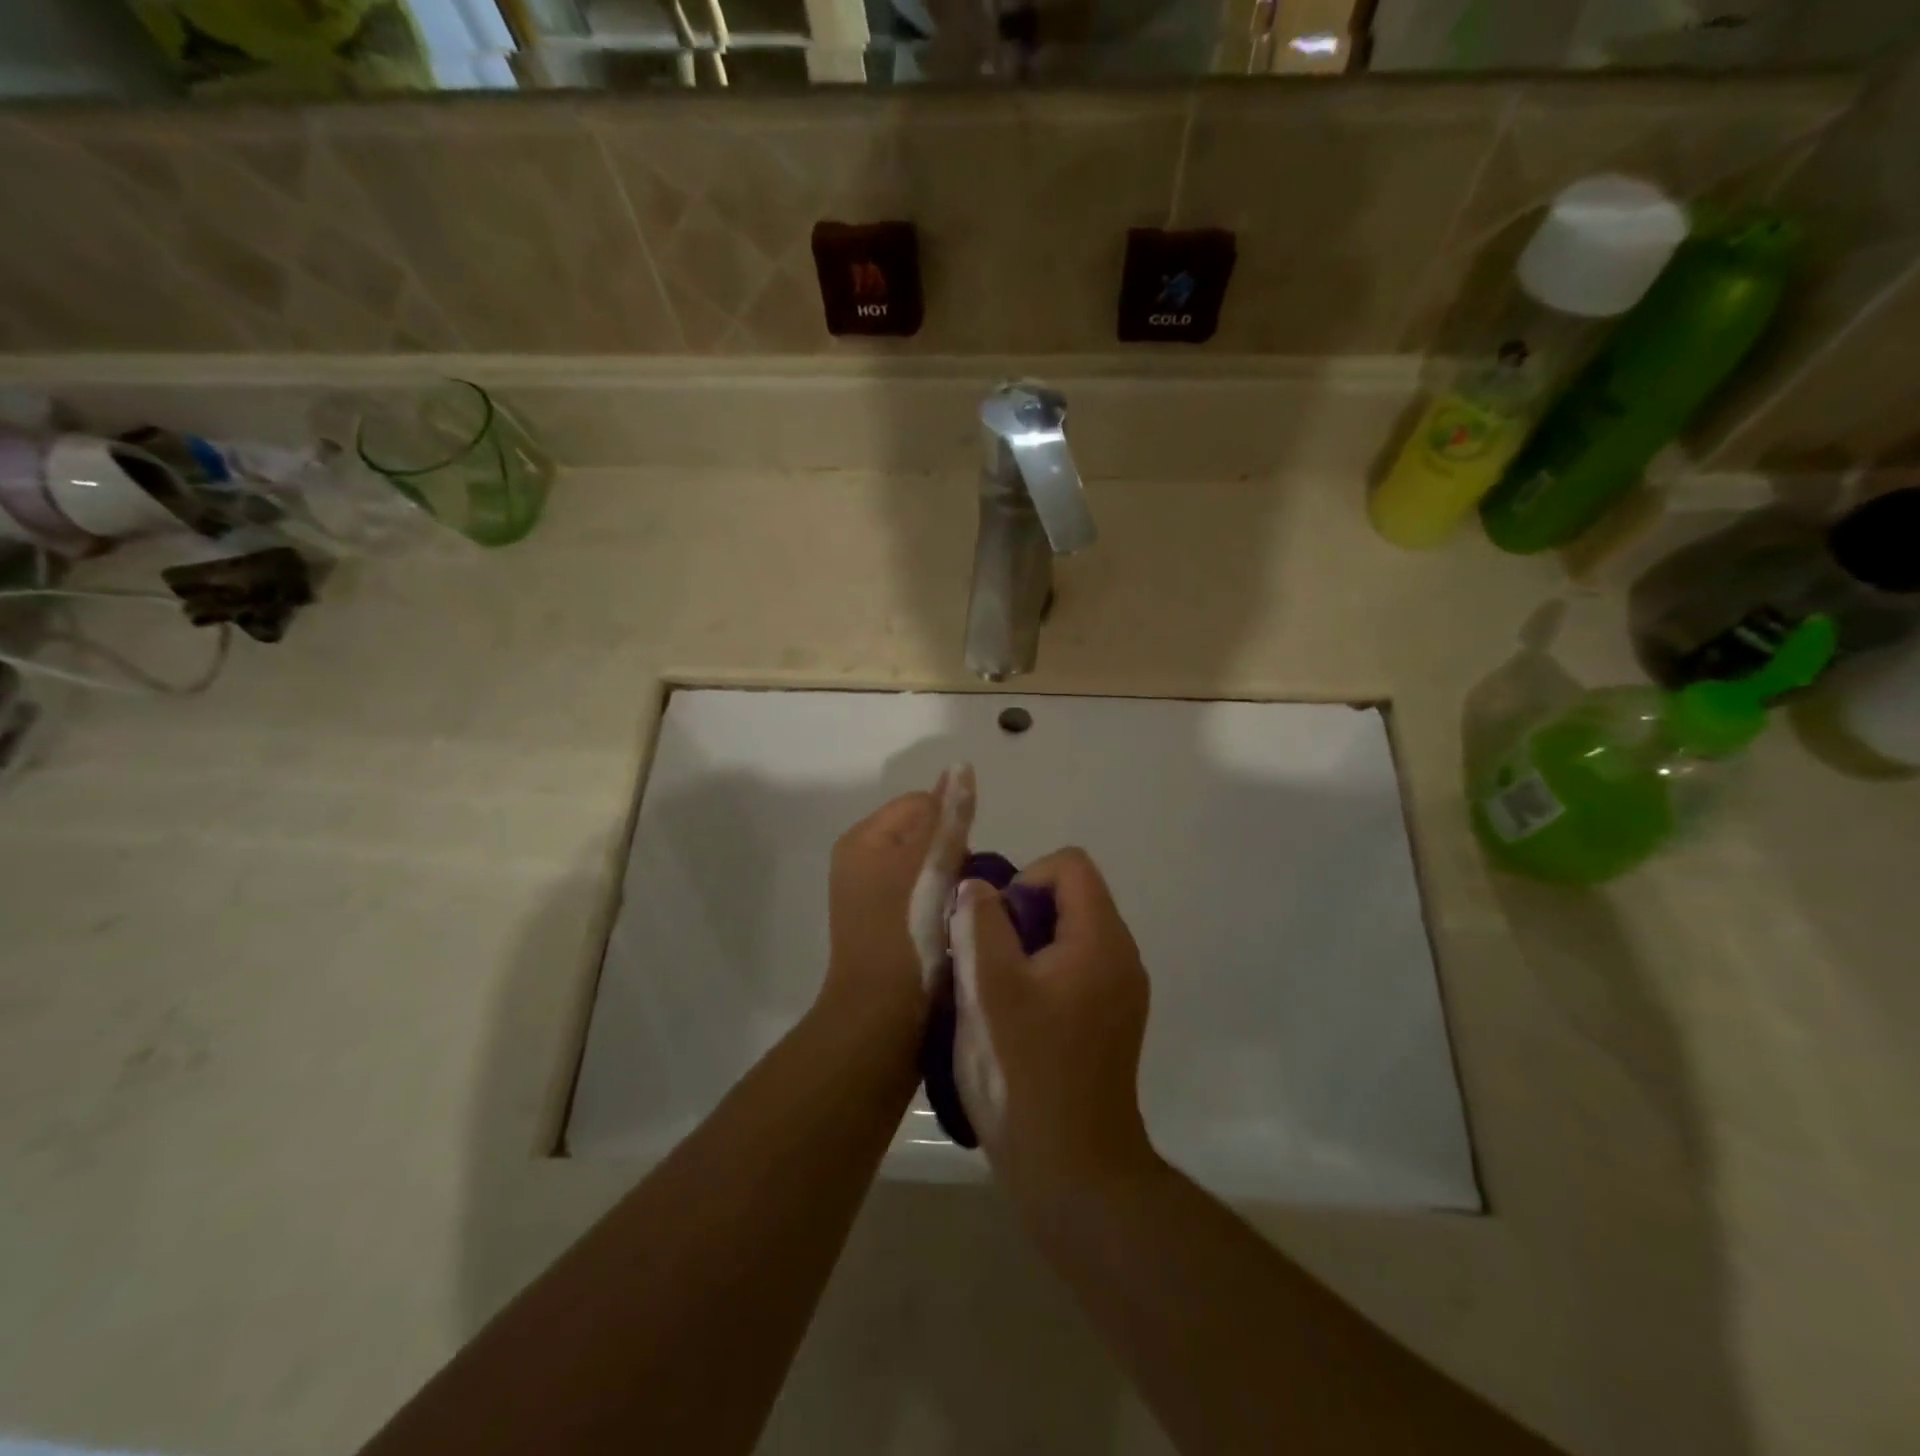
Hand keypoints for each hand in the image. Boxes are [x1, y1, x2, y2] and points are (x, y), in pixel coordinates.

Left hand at [821, 765, 974, 1029]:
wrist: (882, 1020)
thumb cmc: (907, 935)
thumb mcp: (932, 866)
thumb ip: (950, 817)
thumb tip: (960, 766)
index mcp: (864, 839)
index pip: (923, 804)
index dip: (952, 829)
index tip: (963, 867)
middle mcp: (860, 861)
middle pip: (925, 835)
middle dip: (952, 857)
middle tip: (963, 895)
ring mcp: (868, 896)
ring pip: (927, 869)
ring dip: (949, 884)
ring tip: (959, 915)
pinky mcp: (881, 926)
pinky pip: (919, 897)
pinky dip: (937, 907)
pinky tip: (949, 930)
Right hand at [952, 847, 1153, 1218]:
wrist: (1073, 1172)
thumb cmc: (1025, 1072)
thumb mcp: (989, 988)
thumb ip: (980, 923)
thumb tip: (978, 887)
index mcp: (1101, 939)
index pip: (1070, 865)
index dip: (1025, 879)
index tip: (995, 926)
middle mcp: (1121, 957)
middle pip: (1070, 898)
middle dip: (1019, 915)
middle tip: (985, 960)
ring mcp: (1119, 993)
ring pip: (1067, 936)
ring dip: (1024, 948)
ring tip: (992, 991)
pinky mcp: (1109, 1022)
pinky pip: (1073, 970)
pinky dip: (1040, 976)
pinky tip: (1012, 1019)